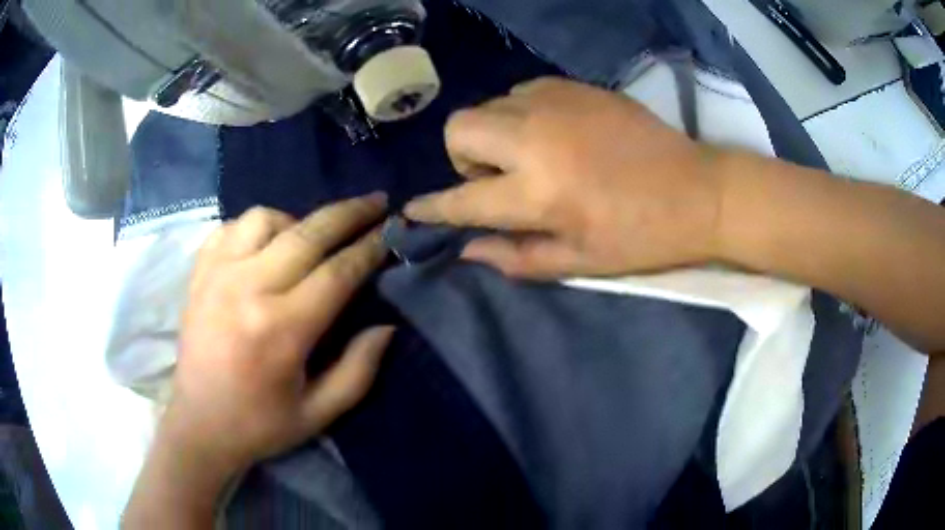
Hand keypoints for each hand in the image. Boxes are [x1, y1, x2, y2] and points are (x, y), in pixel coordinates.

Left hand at [165, 194, 392, 477]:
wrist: (199, 424)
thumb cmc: (260, 424)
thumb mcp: (319, 413)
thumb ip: (358, 370)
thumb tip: (387, 326)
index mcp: (281, 330)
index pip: (338, 273)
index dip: (370, 248)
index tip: (392, 230)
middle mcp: (248, 290)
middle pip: (308, 234)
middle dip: (349, 213)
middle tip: (376, 201)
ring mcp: (217, 275)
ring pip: (265, 218)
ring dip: (297, 220)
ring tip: (310, 239)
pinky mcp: (199, 273)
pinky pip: (231, 227)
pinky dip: (256, 227)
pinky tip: (266, 245)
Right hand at [404, 77, 727, 278]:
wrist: (698, 190)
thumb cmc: (641, 236)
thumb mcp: (580, 262)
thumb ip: (516, 257)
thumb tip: (467, 250)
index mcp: (537, 192)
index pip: (462, 198)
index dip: (431, 208)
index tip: (411, 211)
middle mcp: (535, 137)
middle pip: (459, 127)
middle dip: (462, 155)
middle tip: (496, 176)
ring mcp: (555, 103)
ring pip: (490, 105)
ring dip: (494, 132)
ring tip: (529, 154)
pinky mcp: (575, 86)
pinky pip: (521, 91)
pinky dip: (521, 112)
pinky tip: (551, 131)